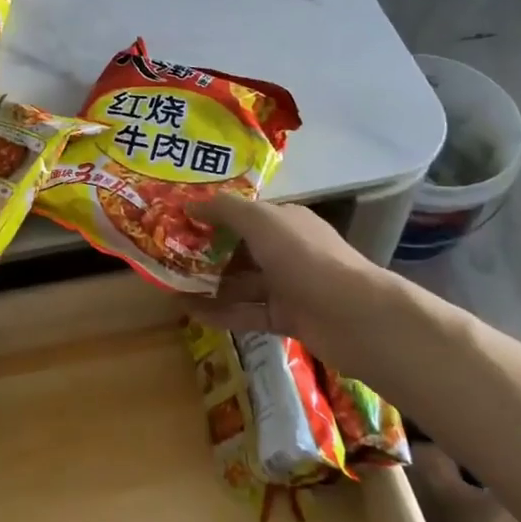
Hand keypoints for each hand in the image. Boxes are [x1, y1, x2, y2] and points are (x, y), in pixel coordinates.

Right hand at [190, 196, 392, 367]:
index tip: (177, 222)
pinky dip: (221, 313)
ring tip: (170, 287)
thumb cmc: (304, 257)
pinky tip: (191, 312)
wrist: (353, 316)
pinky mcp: (287, 319)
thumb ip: (224, 209)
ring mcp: (288, 286)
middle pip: (240, 250)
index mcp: (285, 221)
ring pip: (241, 284)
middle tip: (167, 257)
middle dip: (205, 253)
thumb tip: (190, 203)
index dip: (211, 217)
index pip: (243, 215)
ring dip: (208, 285)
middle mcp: (287, 250)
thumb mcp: (260, 221)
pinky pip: (248, 313)